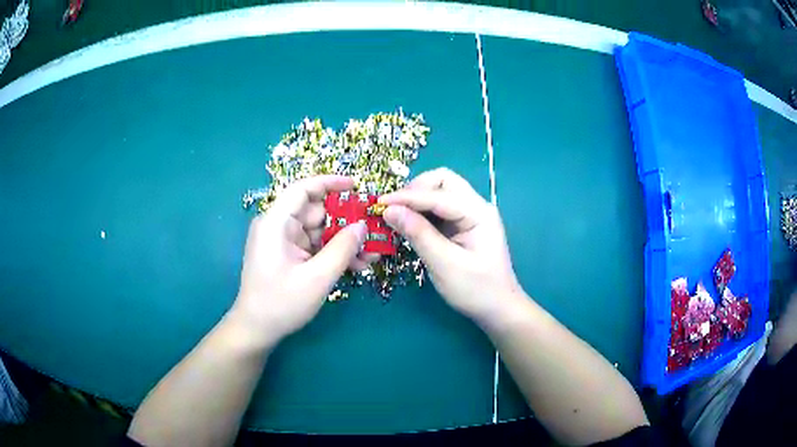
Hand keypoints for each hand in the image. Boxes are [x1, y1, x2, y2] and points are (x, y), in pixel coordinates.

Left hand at [232, 175, 374, 344]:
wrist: (257, 330)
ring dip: (343, 241)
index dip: (330, 183)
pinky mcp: (288, 255)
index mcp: (276, 223)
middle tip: (373, 229)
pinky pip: (315, 246)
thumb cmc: (282, 303)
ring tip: (371, 253)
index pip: (303, 189)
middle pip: (315, 211)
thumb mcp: (317, 277)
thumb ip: (342, 249)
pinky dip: (333, 253)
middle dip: (345, 220)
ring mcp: (283, 242)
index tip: (357, 186)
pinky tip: (356, 265)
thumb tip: (363, 225)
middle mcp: (278, 227)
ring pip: (319, 231)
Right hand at [379, 168, 522, 326]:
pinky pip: (440, 208)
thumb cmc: (476, 290)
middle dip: (415, 190)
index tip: (379, 204)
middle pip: (443, 181)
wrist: (498, 308)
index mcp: (478, 213)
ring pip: (440, 192)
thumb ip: (418, 234)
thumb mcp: (445, 265)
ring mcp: (471, 215)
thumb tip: (389, 210)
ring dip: (417, 199)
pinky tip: (409, 224)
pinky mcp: (464, 225)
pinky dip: (422, 211)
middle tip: (393, 208)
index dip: (407, 197)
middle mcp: (476, 206)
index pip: (438, 195)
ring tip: (396, 216)